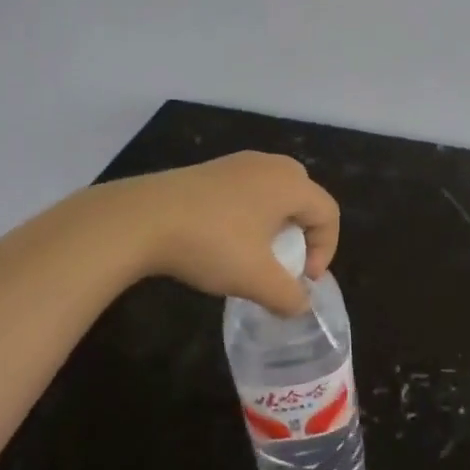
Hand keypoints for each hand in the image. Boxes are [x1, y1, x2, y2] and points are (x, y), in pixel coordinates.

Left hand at [121, 152, 339, 316]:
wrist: (141, 219)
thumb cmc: (211, 244)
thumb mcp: (256, 279)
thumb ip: (288, 296)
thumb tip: (300, 305)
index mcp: (289, 183)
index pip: (328, 213)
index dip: (325, 250)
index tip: (302, 279)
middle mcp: (268, 165)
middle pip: (304, 196)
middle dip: (302, 233)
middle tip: (285, 261)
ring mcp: (236, 164)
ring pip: (273, 192)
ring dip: (275, 225)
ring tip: (254, 254)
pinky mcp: (209, 171)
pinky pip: (246, 190)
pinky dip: (249, 215)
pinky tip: (223, 240)